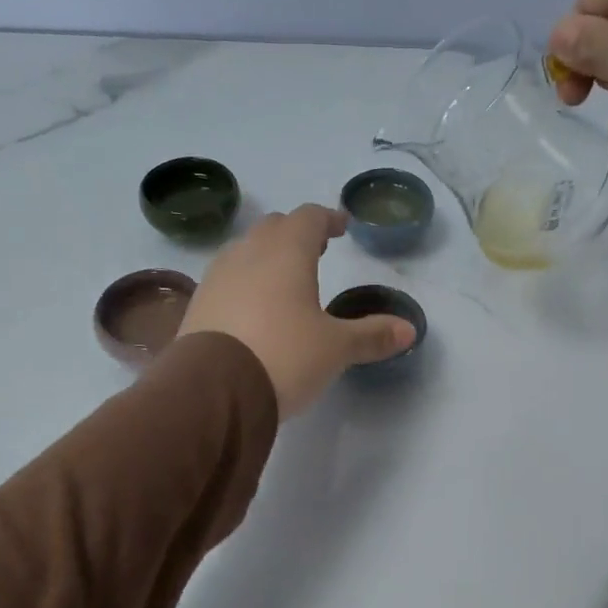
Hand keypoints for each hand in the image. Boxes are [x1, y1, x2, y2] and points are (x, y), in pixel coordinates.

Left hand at [178, 205, 415, 415]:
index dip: (327, 219)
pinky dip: (244, 282)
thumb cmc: (284, 356)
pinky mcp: (197, 304)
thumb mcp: (335, 349)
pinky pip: (226, 279)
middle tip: (315, 249)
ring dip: (266, 256)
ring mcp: (217, 277)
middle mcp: (248, 253)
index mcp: (286, 252)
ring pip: (245, 251)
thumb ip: (372, 336)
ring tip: (282, 278)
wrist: (214, 390)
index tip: (341, 227)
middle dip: (295, 234)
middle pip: (273, 228)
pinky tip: (251, 308)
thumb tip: (410, 330)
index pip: (308, 217)